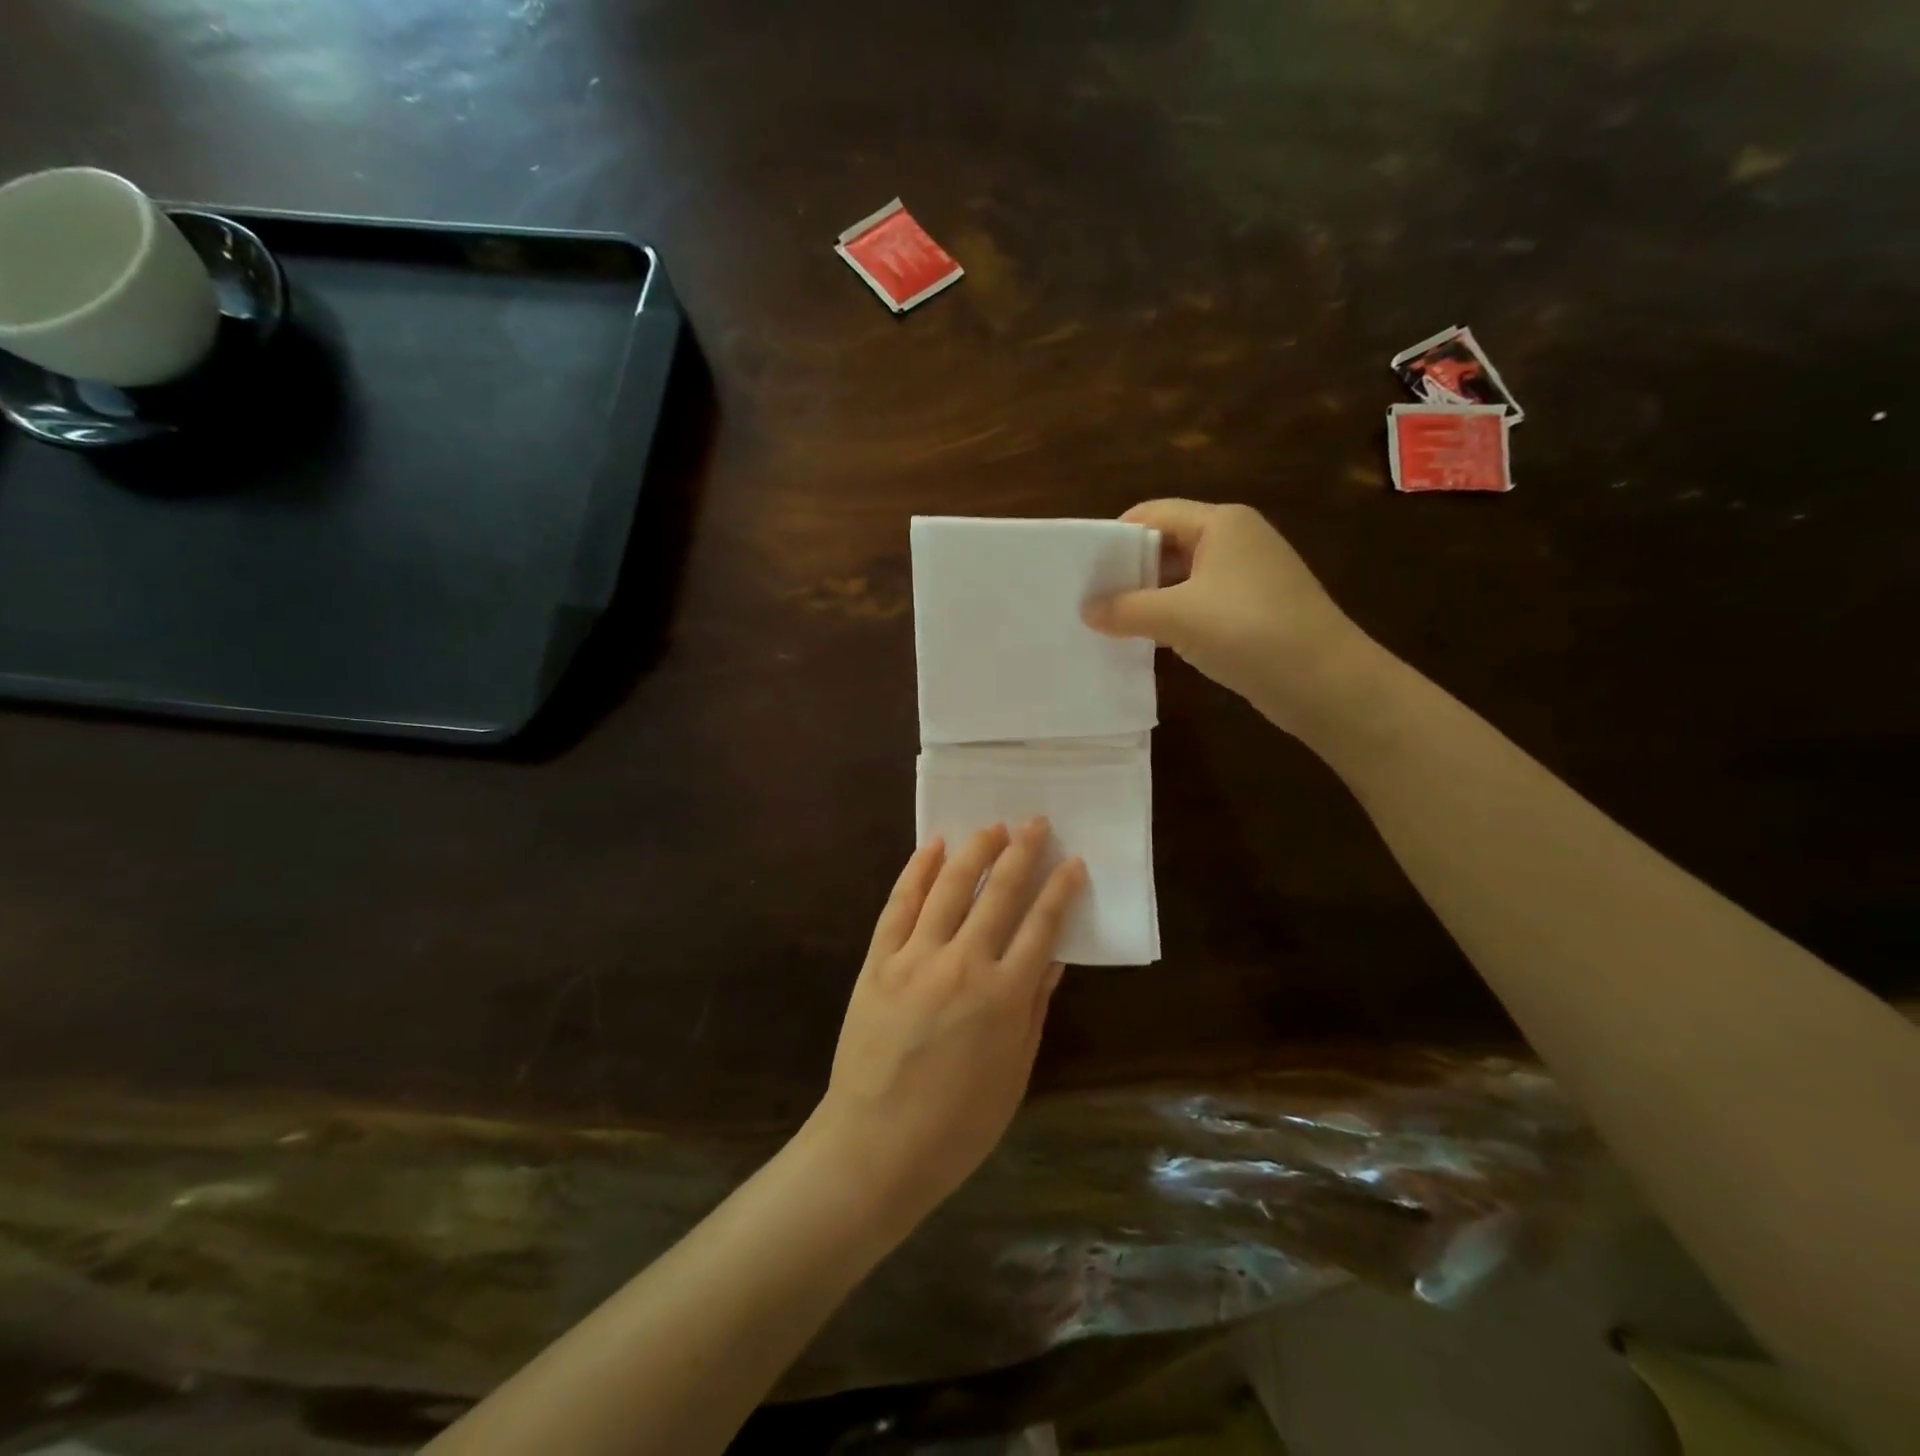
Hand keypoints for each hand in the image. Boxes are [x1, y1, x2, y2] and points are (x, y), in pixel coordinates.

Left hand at [805, 821, 1084, 1231]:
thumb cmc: (957, 1125)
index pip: (1042, 925)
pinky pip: (900, 905)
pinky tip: (933, 846)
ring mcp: (916, 958)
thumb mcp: (1014, 1073)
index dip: (1060, 889)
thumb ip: (1034, 1009)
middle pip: (999, 892)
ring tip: (993, 826)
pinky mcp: (878, 961)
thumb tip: (1052, 958)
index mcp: (1005, 996)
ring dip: (975, 850)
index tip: (1073, 861)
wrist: (874, 1147)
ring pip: (950, 886)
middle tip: (1036, 823)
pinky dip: (918, 871)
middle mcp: (964, 964)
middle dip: (1022, 852)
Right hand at [1082, 499, 1380, 738]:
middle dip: (1129, 570)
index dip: (1115, 537)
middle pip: (1167, 543)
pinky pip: (1200, 604)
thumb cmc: (1248, 630)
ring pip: (1182, 578)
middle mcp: (1235, 540)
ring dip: (1148, 598)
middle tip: (1089, 599)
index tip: (1082, 569)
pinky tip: (1148, 641)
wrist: (1326, 682)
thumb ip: (1126, 609)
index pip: (1153, 513)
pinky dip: (1172, 618)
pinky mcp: (1253, 610)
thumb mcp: (1177, 617)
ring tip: (1109, 622)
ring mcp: (1247, 577)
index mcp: (1220, 522)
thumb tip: (1087, 611)